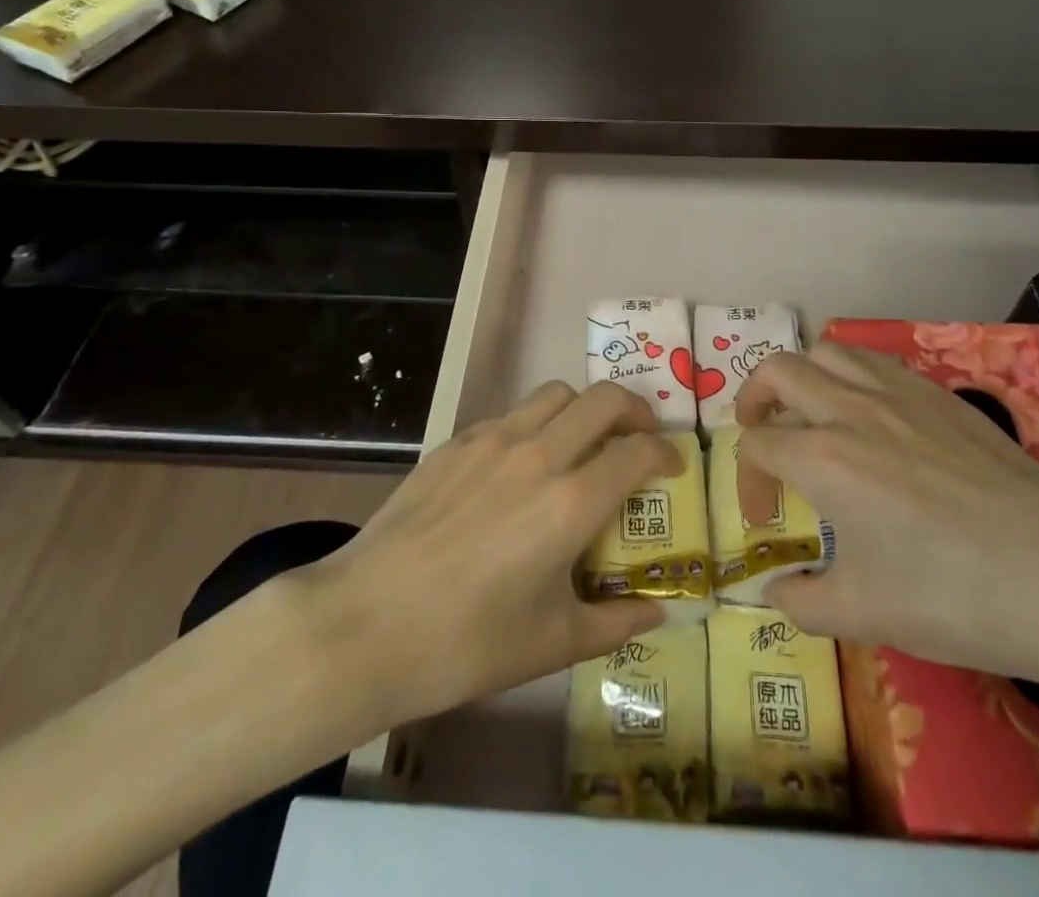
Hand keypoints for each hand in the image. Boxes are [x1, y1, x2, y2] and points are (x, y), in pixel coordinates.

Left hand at [299, 381, 677, 725]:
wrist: (365, 623)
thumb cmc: (466, 643)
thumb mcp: (551, 644)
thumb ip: (615, 622)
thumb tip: (659, 612)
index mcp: (571, 502)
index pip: (637, 452)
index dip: (665, 453)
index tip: (672, 467)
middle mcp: (539, 455)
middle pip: (603, 399)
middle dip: (635, 410)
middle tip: (639, 436)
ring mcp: (493, 440)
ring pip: (555, 394)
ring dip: (583, 408)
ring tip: (584, 439)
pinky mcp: (455, 442)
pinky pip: (510, 415)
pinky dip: (533, 425)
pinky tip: (520, 464)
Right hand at [736, 344, 1038, 689]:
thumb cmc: (954, 596)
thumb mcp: (864, 615)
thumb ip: (802, 601)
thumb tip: (776, 590)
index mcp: (822, 458)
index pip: (757, 446)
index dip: (748, 482)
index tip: (766, 522)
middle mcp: (849, 409)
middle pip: (778, 371)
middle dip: (754, 398)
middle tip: (760, 431)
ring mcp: (898, 393)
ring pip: (828, 351)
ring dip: (803, 375)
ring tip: (809, 411)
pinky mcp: (939, 394)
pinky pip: (876, 361)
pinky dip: (852, 375)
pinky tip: (869, 414)